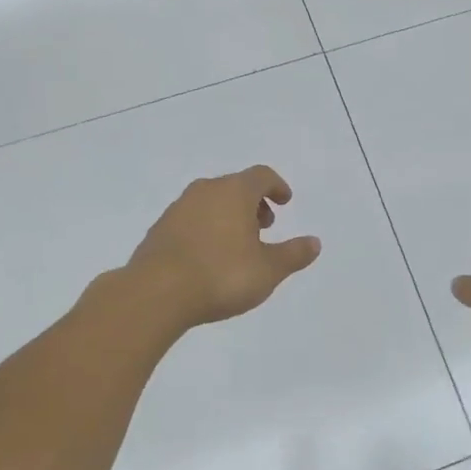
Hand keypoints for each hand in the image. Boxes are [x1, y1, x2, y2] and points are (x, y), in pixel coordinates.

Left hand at [126, 166, 321, 331]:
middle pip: (235, 186)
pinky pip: (191, 219)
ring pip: (211, 201)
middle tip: (265, 226)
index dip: (277, 186)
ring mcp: (178, 208)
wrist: (155, 294)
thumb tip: (314, 242)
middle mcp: (205, 191)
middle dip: (254, 202)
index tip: (285, 202)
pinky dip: (206, 228)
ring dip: (228, 215)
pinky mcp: (159, 229)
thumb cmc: (221, 276)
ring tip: (238, 245)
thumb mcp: (268, 270)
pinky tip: (208, 257)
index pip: (261, 175)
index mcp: (234, 192)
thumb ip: (293, 254)